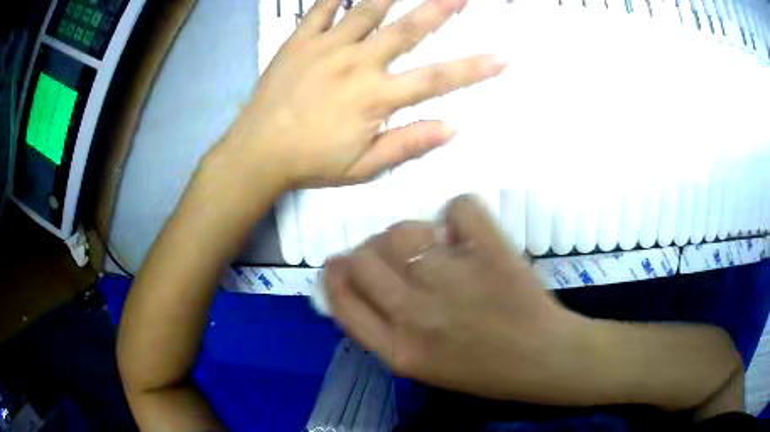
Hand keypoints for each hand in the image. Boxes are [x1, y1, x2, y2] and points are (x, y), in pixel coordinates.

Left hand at [234, 0, 505, 186]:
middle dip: (439, 9)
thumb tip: (451, 128)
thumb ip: (408, 145)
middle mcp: (358, 63)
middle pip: (408, 30)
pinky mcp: (300, 41)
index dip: (473, 68)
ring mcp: (326, 47)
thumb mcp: (363, 167)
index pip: (437, 79)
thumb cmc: (311, 162)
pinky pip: (319, 9)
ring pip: (366, 10)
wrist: (257, 152)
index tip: (502, 57)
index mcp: (376, 97)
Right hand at [324, 195, 587, 401]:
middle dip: (366, 250)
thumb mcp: (421, 365)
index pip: (342, 299)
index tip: (338, 263)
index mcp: (399, 348)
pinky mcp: (491, 252)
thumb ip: (385, 329)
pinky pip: (458, 208)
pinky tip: (463, 231)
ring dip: (408, 233)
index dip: (334, 274)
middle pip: (364, 258)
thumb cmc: (484, 369)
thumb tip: (362, 283)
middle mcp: (417, 313)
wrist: (543, 358)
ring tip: (428, 244)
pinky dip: (457, 212)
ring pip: (403, 231)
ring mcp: (454, 279)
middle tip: (385, 252)